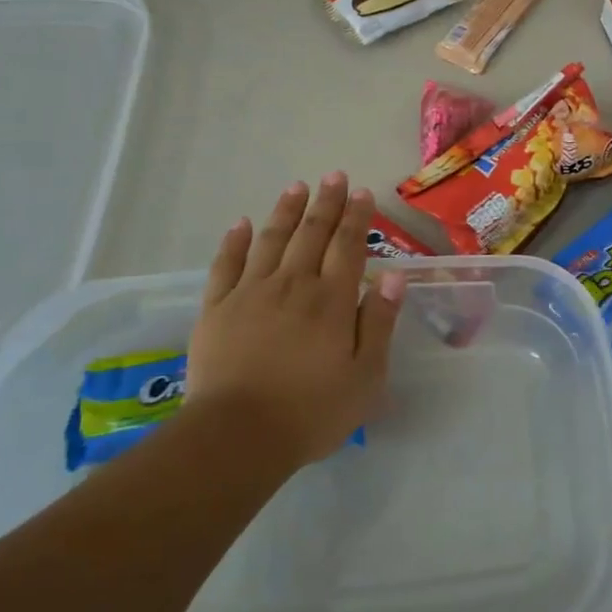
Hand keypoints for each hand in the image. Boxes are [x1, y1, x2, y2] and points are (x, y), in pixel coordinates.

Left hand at [186, 173, 406, 467]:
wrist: (237, 437)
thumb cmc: (311, 411)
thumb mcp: (365, 376)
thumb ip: (380, 322)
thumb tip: (394, 276)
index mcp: (332, 301)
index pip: (348, 247)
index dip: (357, 218)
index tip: (362, 192)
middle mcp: (293, 285)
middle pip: (312, 234)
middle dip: (326, 203)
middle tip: (334, 175)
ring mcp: (251, 293)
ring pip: (272, 240)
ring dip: (286, 211)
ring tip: (297, 186)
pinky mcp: (216, 309)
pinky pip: (226, 265)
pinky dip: (235, 241)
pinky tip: (242, 223)